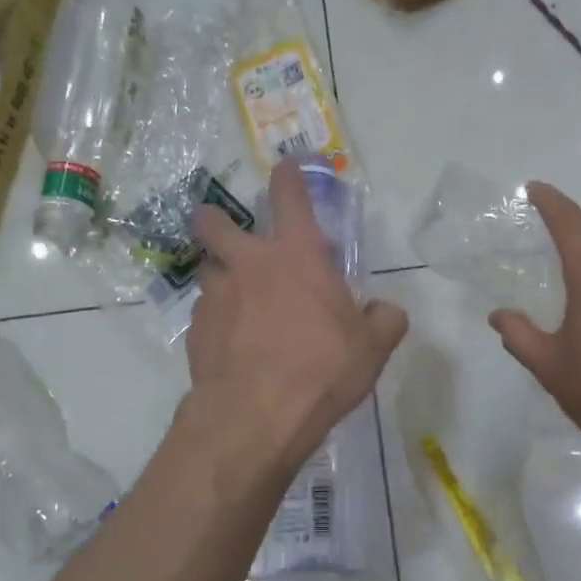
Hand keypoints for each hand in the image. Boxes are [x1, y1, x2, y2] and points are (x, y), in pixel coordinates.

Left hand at [186, 160, 407, 473]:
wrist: (257, 414)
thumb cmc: (322, 368)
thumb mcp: (372, 347)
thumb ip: (384, 320)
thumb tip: (386, 311)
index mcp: (297, 255)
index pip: (290, 195)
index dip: (289, 173)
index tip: (288, 165)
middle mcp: (249, 265)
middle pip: (215, 222)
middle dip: (216, 219)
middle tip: (227, 233)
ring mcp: (216, 296)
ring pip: (208, 270)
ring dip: (222, 278)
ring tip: (239, 304)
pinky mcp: (195, 331)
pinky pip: (206, 314)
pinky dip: (218, 321)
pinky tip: (234, 347)